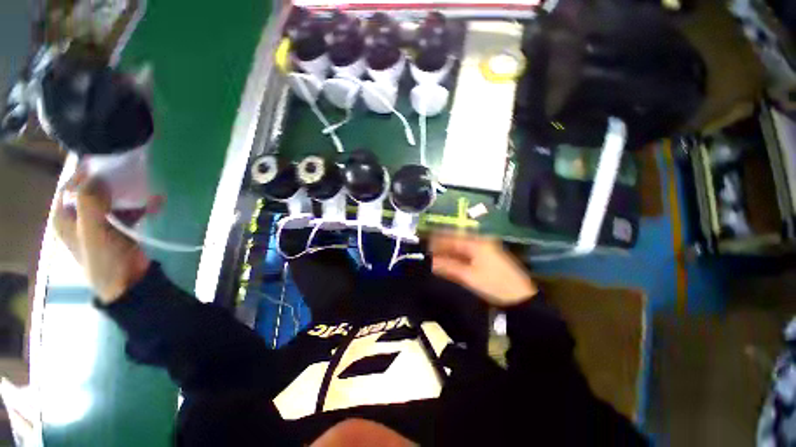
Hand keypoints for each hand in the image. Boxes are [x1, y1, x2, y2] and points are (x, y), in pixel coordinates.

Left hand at [53, 169, 150, 303]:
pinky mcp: (120, 227)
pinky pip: (129, 209)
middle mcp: (80, 216)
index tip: (108, 162)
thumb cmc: (106, 259)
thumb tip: (98, 175)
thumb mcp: (94, 232)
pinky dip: (142, 204)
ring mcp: (101, 222)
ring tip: (147, 184)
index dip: (86, 173)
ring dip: (129, 192)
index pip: (71, 185)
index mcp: (65, 216)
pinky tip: (157, 202)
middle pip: (92, 189)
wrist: (129, 283)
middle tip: (130, 171)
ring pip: (111, 198)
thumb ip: (90, 203)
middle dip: (110, 180)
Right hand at [430, 233, 537, 306]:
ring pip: (461, 247)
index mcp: (476, 242)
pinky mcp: (486, 255)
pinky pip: (467, 252)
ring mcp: (484, 248)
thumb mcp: (469, 276)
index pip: (451, 238)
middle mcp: (480, 241)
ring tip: (435, 259)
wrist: (520, 296)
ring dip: (448, 252)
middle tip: (428, 254)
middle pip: (455, 241)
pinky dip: (457, 256)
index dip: (437, 241)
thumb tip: (430, 261)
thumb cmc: (494, 284)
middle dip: (441, 247)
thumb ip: (448, 267)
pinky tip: (449, 262)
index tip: (425, 246)